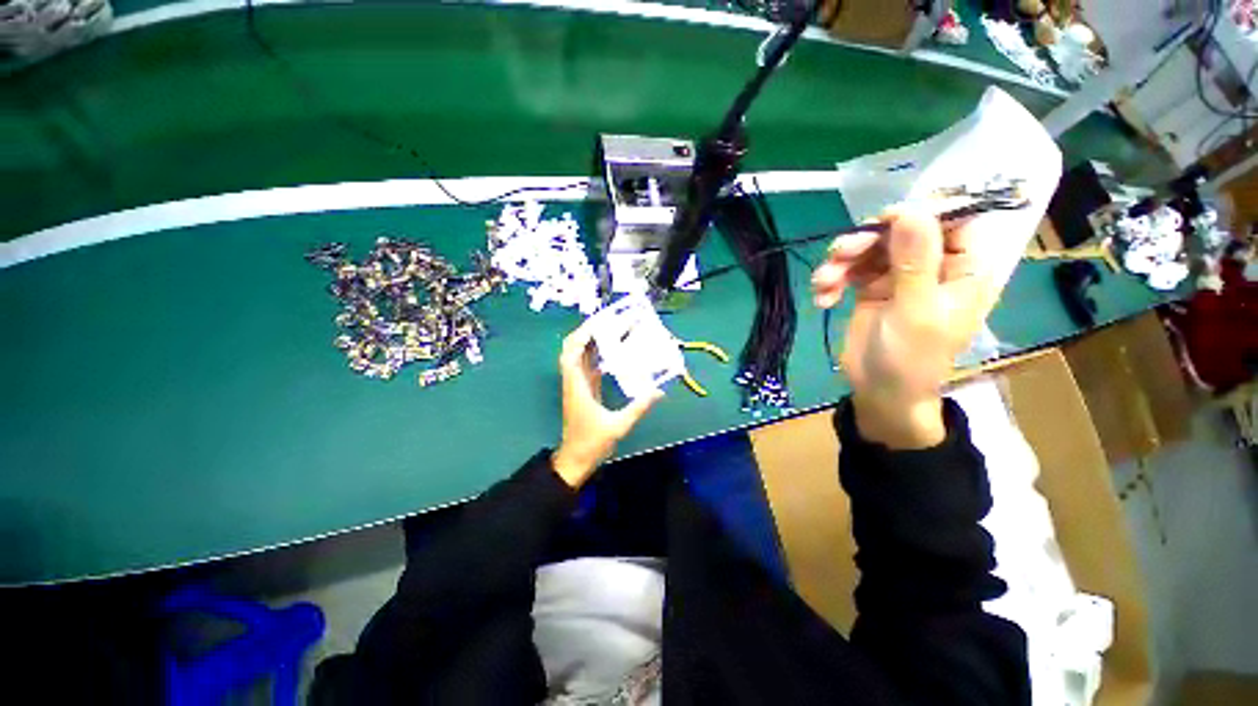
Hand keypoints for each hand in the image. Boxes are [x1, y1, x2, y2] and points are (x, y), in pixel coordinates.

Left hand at [552, 322, 663, 487]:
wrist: (575, 459)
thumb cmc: (592, 443)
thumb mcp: (618, 426)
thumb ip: (638, 407)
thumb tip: (659, 392)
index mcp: (577, 386)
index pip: (571, 354)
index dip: (582, 336)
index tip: (598, 323)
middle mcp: (574, 381)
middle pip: (571, 349)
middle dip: (585, 333)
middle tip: (606, 321)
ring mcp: (577, 385)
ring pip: (578, 356)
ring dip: (590, 341)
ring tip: (610, 329)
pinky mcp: (583, 390)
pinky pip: (586, 366)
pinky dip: (595, 354)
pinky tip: (611, 350)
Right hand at [811, 206, 995, 447]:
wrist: (879, 391)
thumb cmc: (910, 358)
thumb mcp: (915, 311)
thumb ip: (915, 261)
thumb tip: (911, 211)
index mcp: (963, 269)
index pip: (956, 220)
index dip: (923, 213)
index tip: (886, 220)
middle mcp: (933, 266)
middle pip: (902, 230)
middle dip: (866, 241)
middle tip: (839, 254)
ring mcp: (899, 275)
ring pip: (870, 248)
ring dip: (841, 262)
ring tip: (823, 283)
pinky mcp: (870, 287)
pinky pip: (850, 269)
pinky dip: (833, 280)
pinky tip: (822, 298)